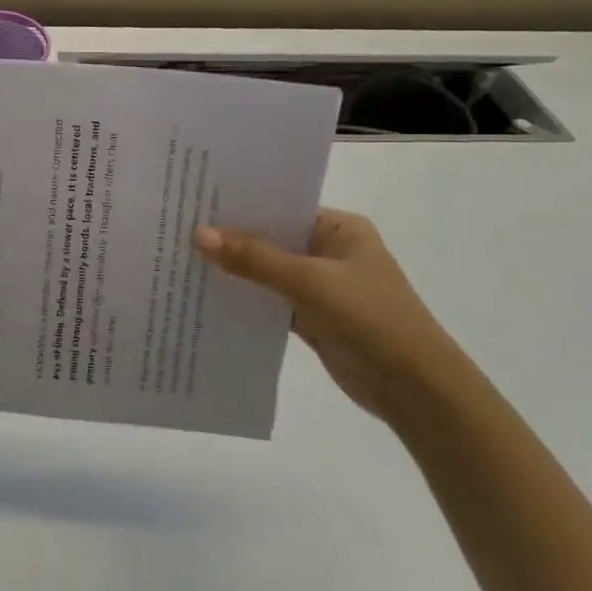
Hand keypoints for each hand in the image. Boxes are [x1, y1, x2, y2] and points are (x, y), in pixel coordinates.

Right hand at [194, 209, 471, 420]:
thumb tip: (198, 234)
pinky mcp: (311, 316)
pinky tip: (205, 294)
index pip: (280, 206)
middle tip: (176, 227)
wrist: (415, 389)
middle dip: (229, 238)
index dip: (239, 205)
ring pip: (266, 270)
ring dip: (234, 269)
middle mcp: (328, 250)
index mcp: (338, 229)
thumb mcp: (309, 282)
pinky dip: (244, 298)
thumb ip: (254, 258)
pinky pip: (268, 300)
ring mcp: (320, 285)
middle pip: (270, 238)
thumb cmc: (370, 319)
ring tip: (181, 257)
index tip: (193, 201)